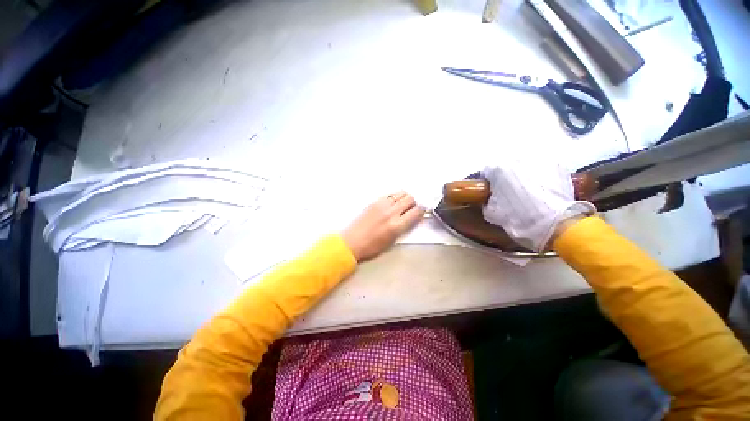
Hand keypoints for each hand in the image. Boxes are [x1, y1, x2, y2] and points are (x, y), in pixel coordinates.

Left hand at [342, 192, 424, 261]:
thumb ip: (404, 227)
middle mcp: (391, 212)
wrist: (352, 242)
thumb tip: (413, 217)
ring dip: (405, 198)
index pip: (416, 212)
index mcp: (396, 225)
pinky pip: (390, 195)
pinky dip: (395, 197)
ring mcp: (382, 205)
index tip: (422, 211)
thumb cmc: (372, 246)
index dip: (422, 210)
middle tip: (412, 208)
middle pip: (410, 199)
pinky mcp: (374, 202)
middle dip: (414, 203)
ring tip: (402, 204)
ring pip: (400, 193)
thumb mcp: (392, 241)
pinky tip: (392, 203)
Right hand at [481, 157, 595, 251]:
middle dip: (507, 177)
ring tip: (529, 191)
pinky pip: (543, 168)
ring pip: (526, 165)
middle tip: (510, 192)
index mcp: (498, 169)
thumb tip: (490, 198)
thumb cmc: (517, 217)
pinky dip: (541, 176)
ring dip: (524, 175)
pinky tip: (543, 189)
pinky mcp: (558, 165)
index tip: (492, 192)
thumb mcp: (491, 212)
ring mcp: (539, 160)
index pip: (487, 171)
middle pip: (507, 166)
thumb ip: (487, 199)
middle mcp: (517, 159)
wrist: (553, 222)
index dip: (488, 183)